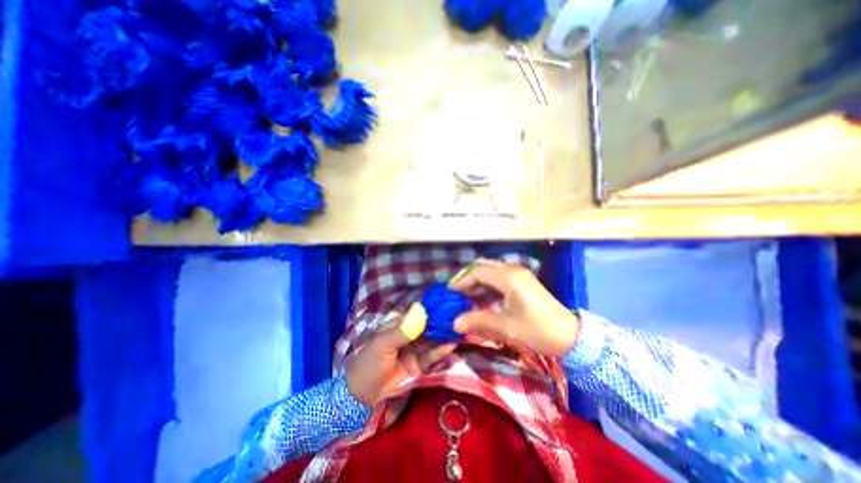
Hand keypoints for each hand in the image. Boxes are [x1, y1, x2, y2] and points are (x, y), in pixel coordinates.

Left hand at [348, 314, 460, 406]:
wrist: (362, 398)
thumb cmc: (368, 364)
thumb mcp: (382, 344)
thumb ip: (403, 330)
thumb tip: (422, 313)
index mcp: (397, 326)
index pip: (416, 315)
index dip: (429, 310)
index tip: (445, 305)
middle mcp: (408, 336)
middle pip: (426, 327)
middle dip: (440, 323)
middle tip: (457, 318)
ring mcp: (414, 351)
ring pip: (431, 341)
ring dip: (443, 337)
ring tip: (458, 330)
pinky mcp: (419, 366)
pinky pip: (431, 357)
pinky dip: (440, 352)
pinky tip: (451, 345)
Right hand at [452, 261, 576, 357]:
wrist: (571, 337)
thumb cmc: (538, 330)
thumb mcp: (506, 326)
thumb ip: (478, 321)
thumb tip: (454, 323)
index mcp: (509, 277)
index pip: (477, 271)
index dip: (461, 281)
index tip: (449, 292)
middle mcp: (512, 271)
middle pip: (483, 267)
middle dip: (468, 279)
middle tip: (457, 294)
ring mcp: (518, 275)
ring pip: (490, 272)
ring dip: (477, 283)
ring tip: (466, 298)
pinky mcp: (522, 282)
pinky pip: (498, 279)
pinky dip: (487, 287)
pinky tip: (481, 299)